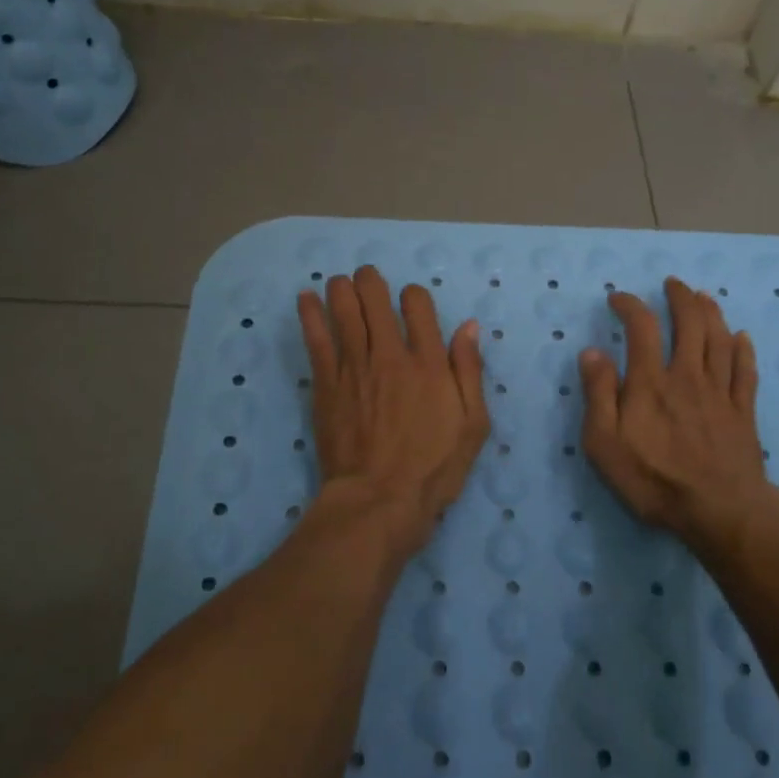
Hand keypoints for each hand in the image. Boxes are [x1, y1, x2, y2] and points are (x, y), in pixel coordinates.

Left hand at [297, 266, 489, 556]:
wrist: (379, 501)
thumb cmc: (433, 468)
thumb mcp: (473, 424)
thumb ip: (469, 371)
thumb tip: (468, 327)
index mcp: (428, 362)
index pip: (417, 305)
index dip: (413, 295)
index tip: (411, 303)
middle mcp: (390, 355)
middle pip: (374, 300)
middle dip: (370, 281)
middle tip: (366, 277)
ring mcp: (354, 368)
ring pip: (344, 312)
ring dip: (341, 289)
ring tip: (340, 281)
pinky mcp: (327, 385)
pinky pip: (317, 340)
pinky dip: (311, 314)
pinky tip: (306, 297)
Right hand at [578, 277, 778, 548]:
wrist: (720, 512)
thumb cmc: (654, 480)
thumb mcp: (605, 444)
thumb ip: (598, 394)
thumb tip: (592, 351)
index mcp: (651, 382)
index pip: (642, 328)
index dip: (630, 305)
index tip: (618, 298)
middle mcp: (687, 376)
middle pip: (690, 324)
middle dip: (680, 298)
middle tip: (673, 284)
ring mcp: (719, 393)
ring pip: (719, 340)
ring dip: (712, 313)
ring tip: (704, 297)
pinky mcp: (743, 412)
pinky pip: (745, 371)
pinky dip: (743, 350)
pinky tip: (741, 338)